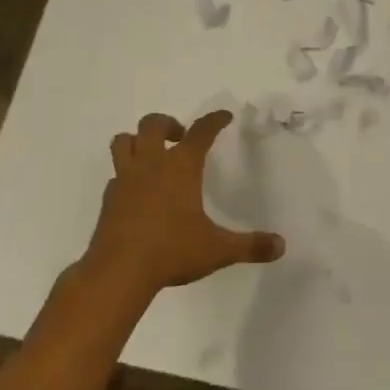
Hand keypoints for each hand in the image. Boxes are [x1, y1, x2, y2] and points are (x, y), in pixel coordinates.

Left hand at [86, 110, 284, 293]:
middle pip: (152, 124)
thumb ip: (250, 246)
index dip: (214, 120)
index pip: (201, 131)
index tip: (224, 116)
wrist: (117, 273)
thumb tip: (281, 246)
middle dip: (169, 123)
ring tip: (153, 154)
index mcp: (181, 166)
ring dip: (138, 140)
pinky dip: (127, 174)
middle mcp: (151, 164)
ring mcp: (125, 180)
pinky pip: (116, 174)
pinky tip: (137, 192)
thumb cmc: (171, 252)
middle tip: (181, 138)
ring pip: (124, 141)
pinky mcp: (108, 199)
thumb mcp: (217, 250)